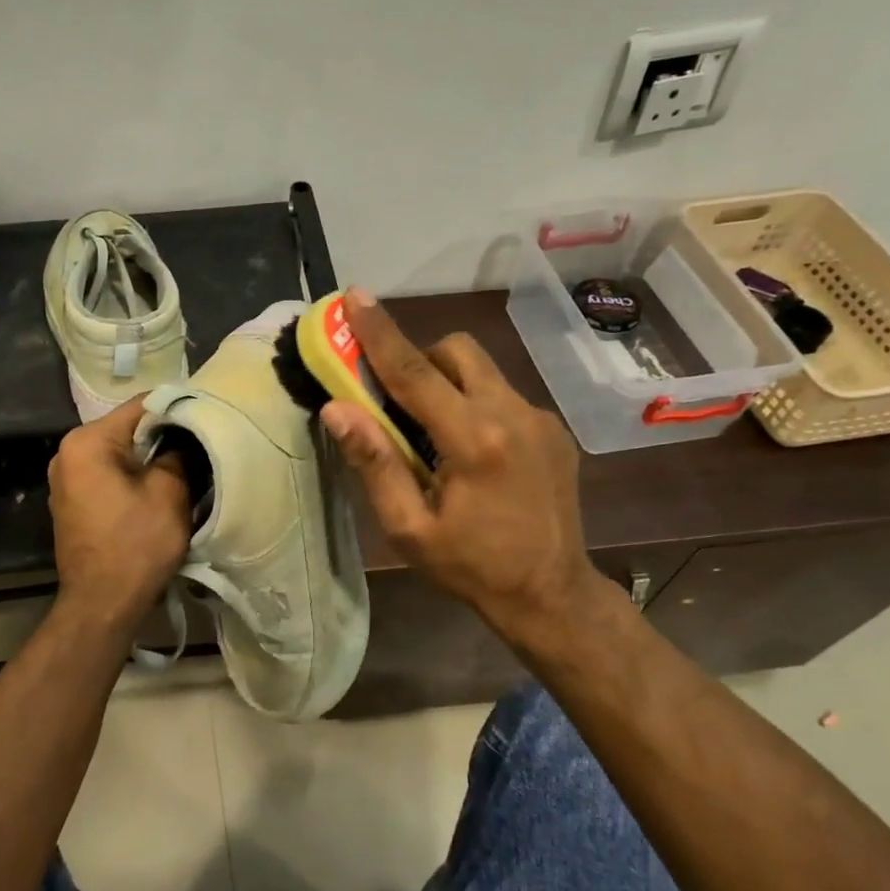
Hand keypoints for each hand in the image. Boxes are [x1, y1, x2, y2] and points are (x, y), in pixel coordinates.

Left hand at [48, 398, 191, 629]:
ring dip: (149, 459)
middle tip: (201, 443)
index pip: (140, 406)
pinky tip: (158, 489)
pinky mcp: (72, 503)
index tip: (207, 415)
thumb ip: (177, 453)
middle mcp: (67, 453)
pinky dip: (133, 478)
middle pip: (127, 429)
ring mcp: (66, 480)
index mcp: (87, 442)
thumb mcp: (169, 493)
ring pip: (119, 454)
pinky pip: (108, 476)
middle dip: (163, 436)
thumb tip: (183, 437)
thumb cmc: (136, 545)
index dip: (177, 408)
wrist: (102, 605)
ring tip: (185, 465)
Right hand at [321, 291, 610, 643]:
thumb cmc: (471, 567)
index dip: (379, 332)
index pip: (415, 372)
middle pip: (457, 351)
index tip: (355, 296)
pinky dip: (474, 404)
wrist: (552, 595)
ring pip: (482, 370)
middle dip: (420, 358)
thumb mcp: (409, 528)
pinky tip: (470, 452)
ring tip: (432, 433)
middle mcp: (512, 415)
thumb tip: (337, 409)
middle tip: (397, 400)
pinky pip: (503, 395)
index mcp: (474, 441)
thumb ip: (374, 463)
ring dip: (447, 382)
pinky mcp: (552, 430)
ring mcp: (539, 419)